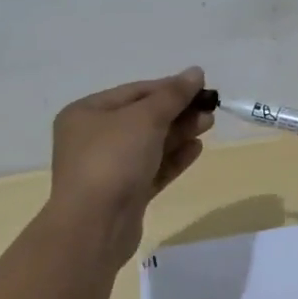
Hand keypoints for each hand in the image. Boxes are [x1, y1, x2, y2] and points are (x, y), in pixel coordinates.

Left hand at [45, 68, 211, 267]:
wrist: (94, 226)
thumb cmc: (113, 159)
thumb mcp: (146, 118)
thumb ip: (173, 94)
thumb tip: (195, 71)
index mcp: (87, 113)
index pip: (135, 91)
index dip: (169, 87)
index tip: (201, 87)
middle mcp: (92, 138)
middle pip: (143, 118)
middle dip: (178, 112)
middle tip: (210, 109)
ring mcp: (107, 169)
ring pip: (150, 144)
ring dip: (179, 133)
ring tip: (208, 124)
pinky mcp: (123, 194)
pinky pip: (152, 169)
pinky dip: (173, 158)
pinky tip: (196, 149)